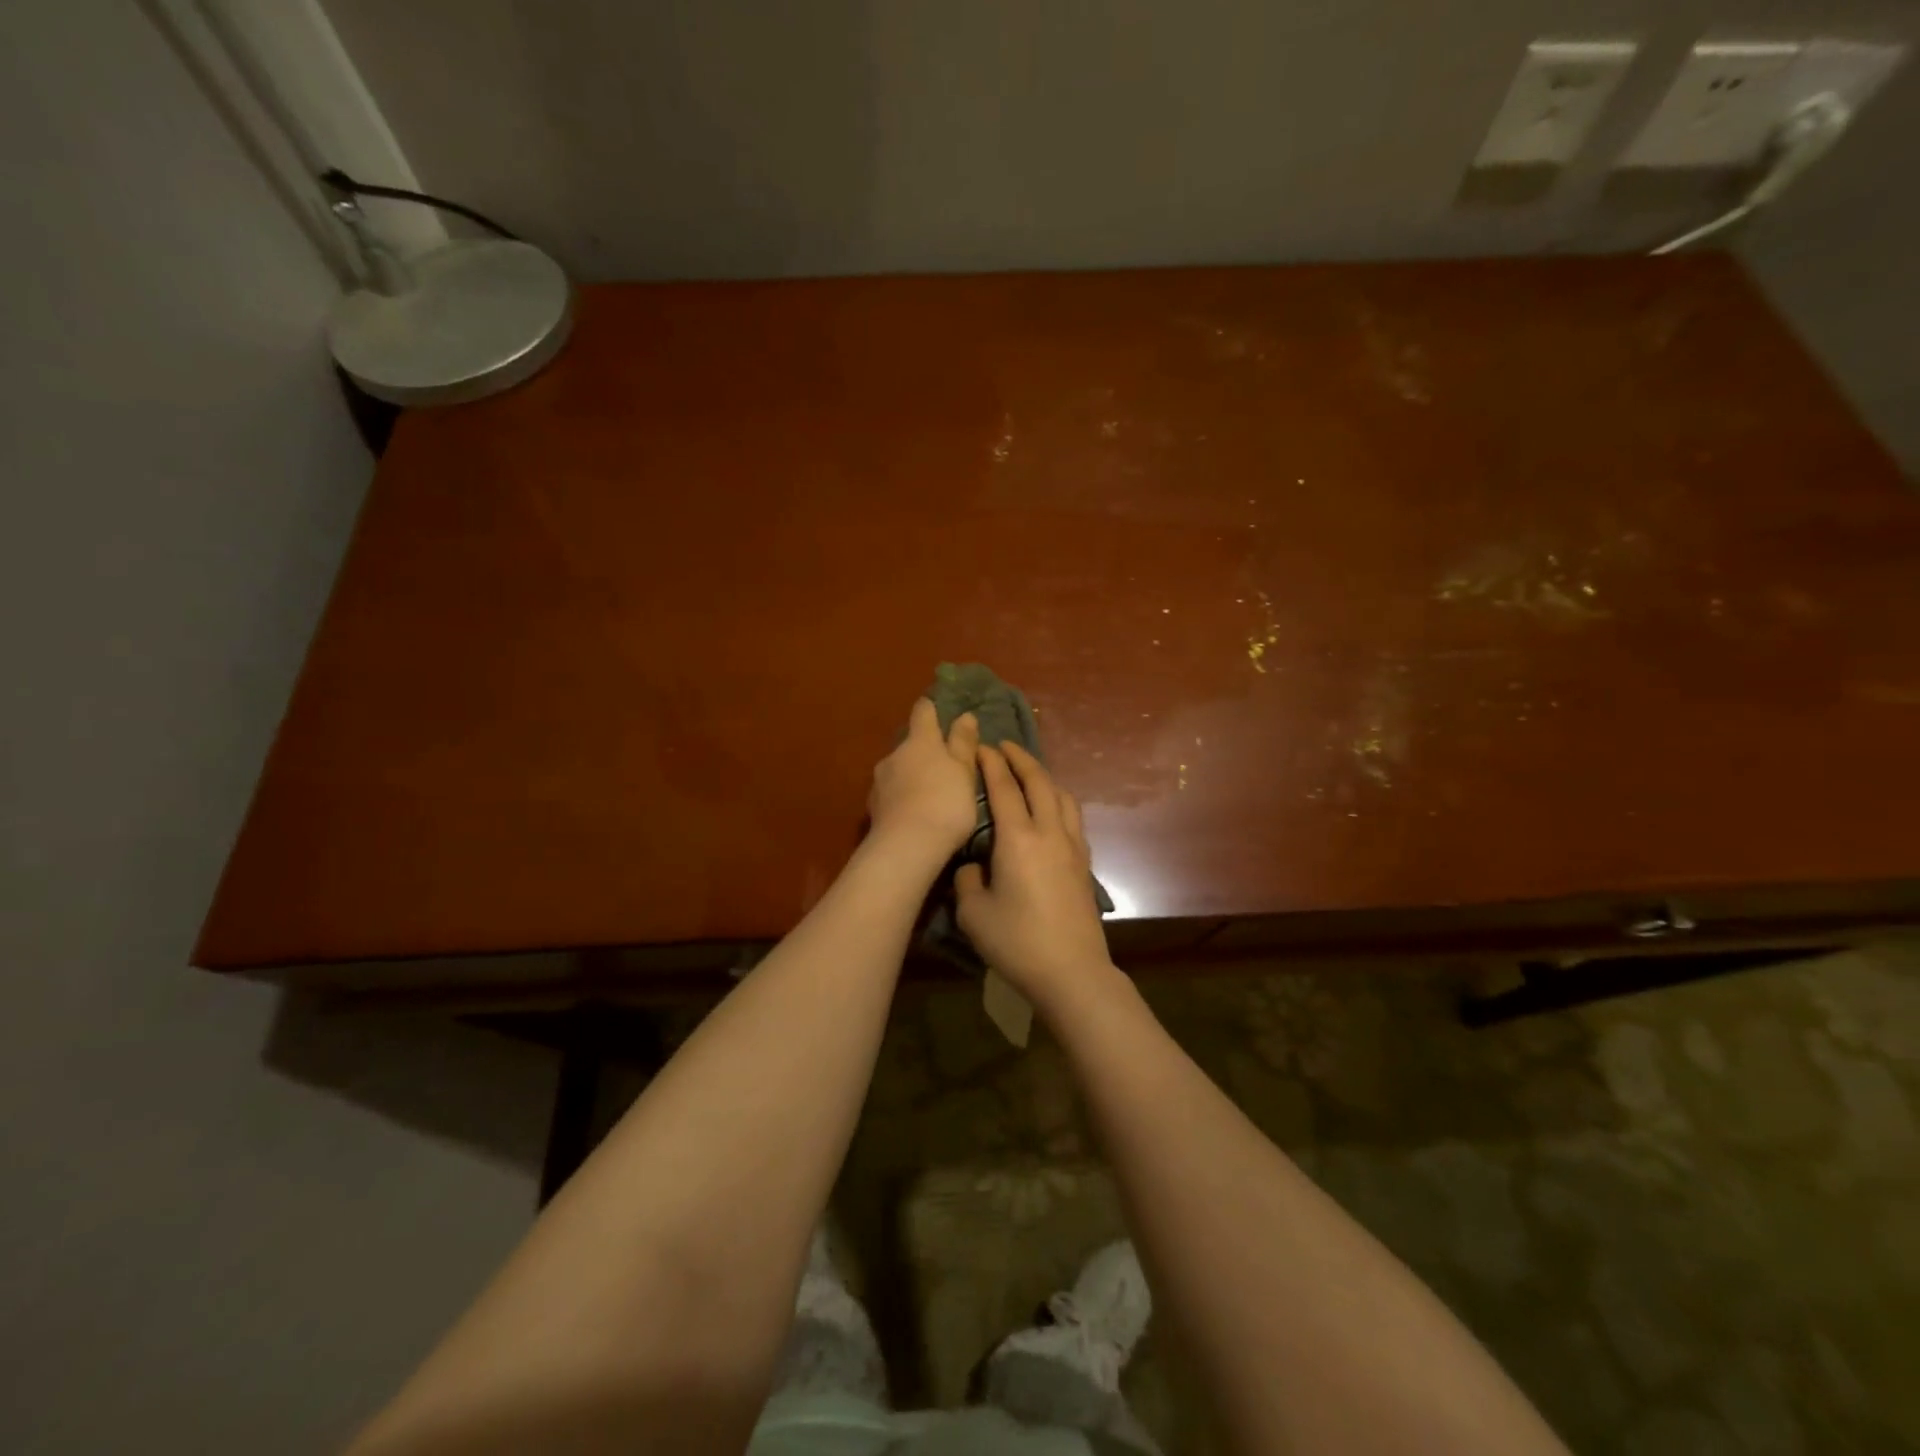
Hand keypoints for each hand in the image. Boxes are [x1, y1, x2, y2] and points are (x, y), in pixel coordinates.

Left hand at [867, 699, 980, 861]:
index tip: (937, 709)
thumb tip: (965, 716)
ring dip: (911, 775)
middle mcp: (895, 754)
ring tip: (929, 794)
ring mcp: (880, 780)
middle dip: (924, 750)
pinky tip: (913, 813)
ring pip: (898, 769)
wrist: (906, 846)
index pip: (923, 712)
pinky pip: (891, 793)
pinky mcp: (873, 806)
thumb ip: (963, 743)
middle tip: (943, 766)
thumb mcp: (964, 772)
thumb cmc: (945, 803)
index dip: (930, 708)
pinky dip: (902, 797)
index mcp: (921, 741)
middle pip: (910, 744)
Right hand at [955, 742, 1114, 1006]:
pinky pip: (1072, 817)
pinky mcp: (1084, 864)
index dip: (991, 764)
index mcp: (1019, 838)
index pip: (1004, 788)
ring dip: (1044, 777)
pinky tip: (1051, 811)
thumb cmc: (1017, 942)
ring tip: (1029, 773)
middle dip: (1021, 759)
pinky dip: (1058, 800)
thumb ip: (968, 879)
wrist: (1072, 972)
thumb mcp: (973, 913)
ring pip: (1062, 796)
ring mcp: (1072, 847)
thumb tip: (975, 865)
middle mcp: (1050, 832)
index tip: (981, 747)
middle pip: (1039, 782)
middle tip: (1004, 746)